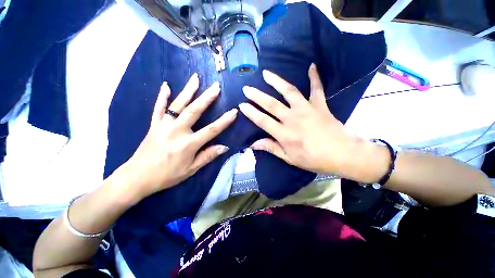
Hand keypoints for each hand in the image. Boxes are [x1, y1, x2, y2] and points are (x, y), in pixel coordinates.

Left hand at [123, 74, 237, 198]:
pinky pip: (158, 108)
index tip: (234, 111)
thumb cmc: (167, 175)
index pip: (211, 130)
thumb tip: (224, 147)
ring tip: (195, 78)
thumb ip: (208, 156)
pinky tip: (166, 85)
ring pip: (177, 105)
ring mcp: (164, 125)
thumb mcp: (191, 169)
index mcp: (188, 144)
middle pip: (194, 111)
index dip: (224, 121)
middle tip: (215, 86)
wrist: (137, 177)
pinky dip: (162, 96)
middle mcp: (177, 131)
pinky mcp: (154, 125)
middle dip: (207, 98)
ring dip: (187, 91)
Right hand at [239, 64, 359, 175]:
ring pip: (289, 92)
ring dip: (276, 81)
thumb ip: (271, 148)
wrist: (341, 154)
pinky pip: (317, 88)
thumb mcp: (289, 158)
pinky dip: (314, 77)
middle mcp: (292, 118)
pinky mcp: (319, 105)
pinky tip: (312, 65)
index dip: (251, 113)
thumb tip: (253, 144)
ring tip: (266, 73)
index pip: (262, 120)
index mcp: (284, 134)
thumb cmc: (313, 159)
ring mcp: (306, 109)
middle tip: (247, 88)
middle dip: (257, 96)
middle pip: (271, 104)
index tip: (242, 105)